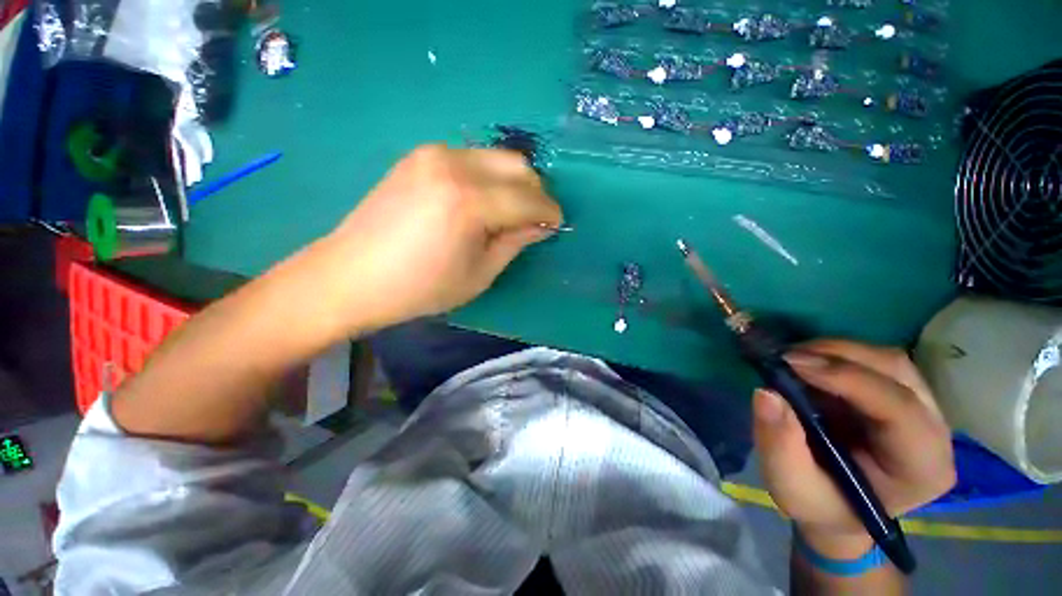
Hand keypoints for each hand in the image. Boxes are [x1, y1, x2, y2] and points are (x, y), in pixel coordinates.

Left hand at [313, 145, 561, 333]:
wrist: (352, 275)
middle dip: (536, 191)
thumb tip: (542, 226)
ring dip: (514, 182)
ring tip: (511, 210)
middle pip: (518, 165)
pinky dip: (489, 177)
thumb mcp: (479, 274)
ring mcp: (433, 154)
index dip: (549, 211)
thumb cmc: (421, 288)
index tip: (557, 224)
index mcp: (469, 202)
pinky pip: (472, 158)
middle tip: (536, 218)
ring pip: (496, 157)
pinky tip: (483, 200)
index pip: (528, 198)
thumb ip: (515, 243)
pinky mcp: (420, 155)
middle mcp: (454, 165)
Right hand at [752, 340, 955, 557]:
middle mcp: (935, 432)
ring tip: (793, 359)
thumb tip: (766, 393)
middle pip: (897, 372)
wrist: (837, 507)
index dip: (846, 377)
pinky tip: (809, 364)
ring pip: (888, 359)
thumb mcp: (791, 486)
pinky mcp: (903, 395)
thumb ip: (779, 445)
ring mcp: (924, 410)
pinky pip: (876, 361)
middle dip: (838, 355)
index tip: (789, 363)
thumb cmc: (820, 503)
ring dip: (836, 351)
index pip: (898, 408)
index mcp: (922, 467)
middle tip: (785, 357)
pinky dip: (837, 355)